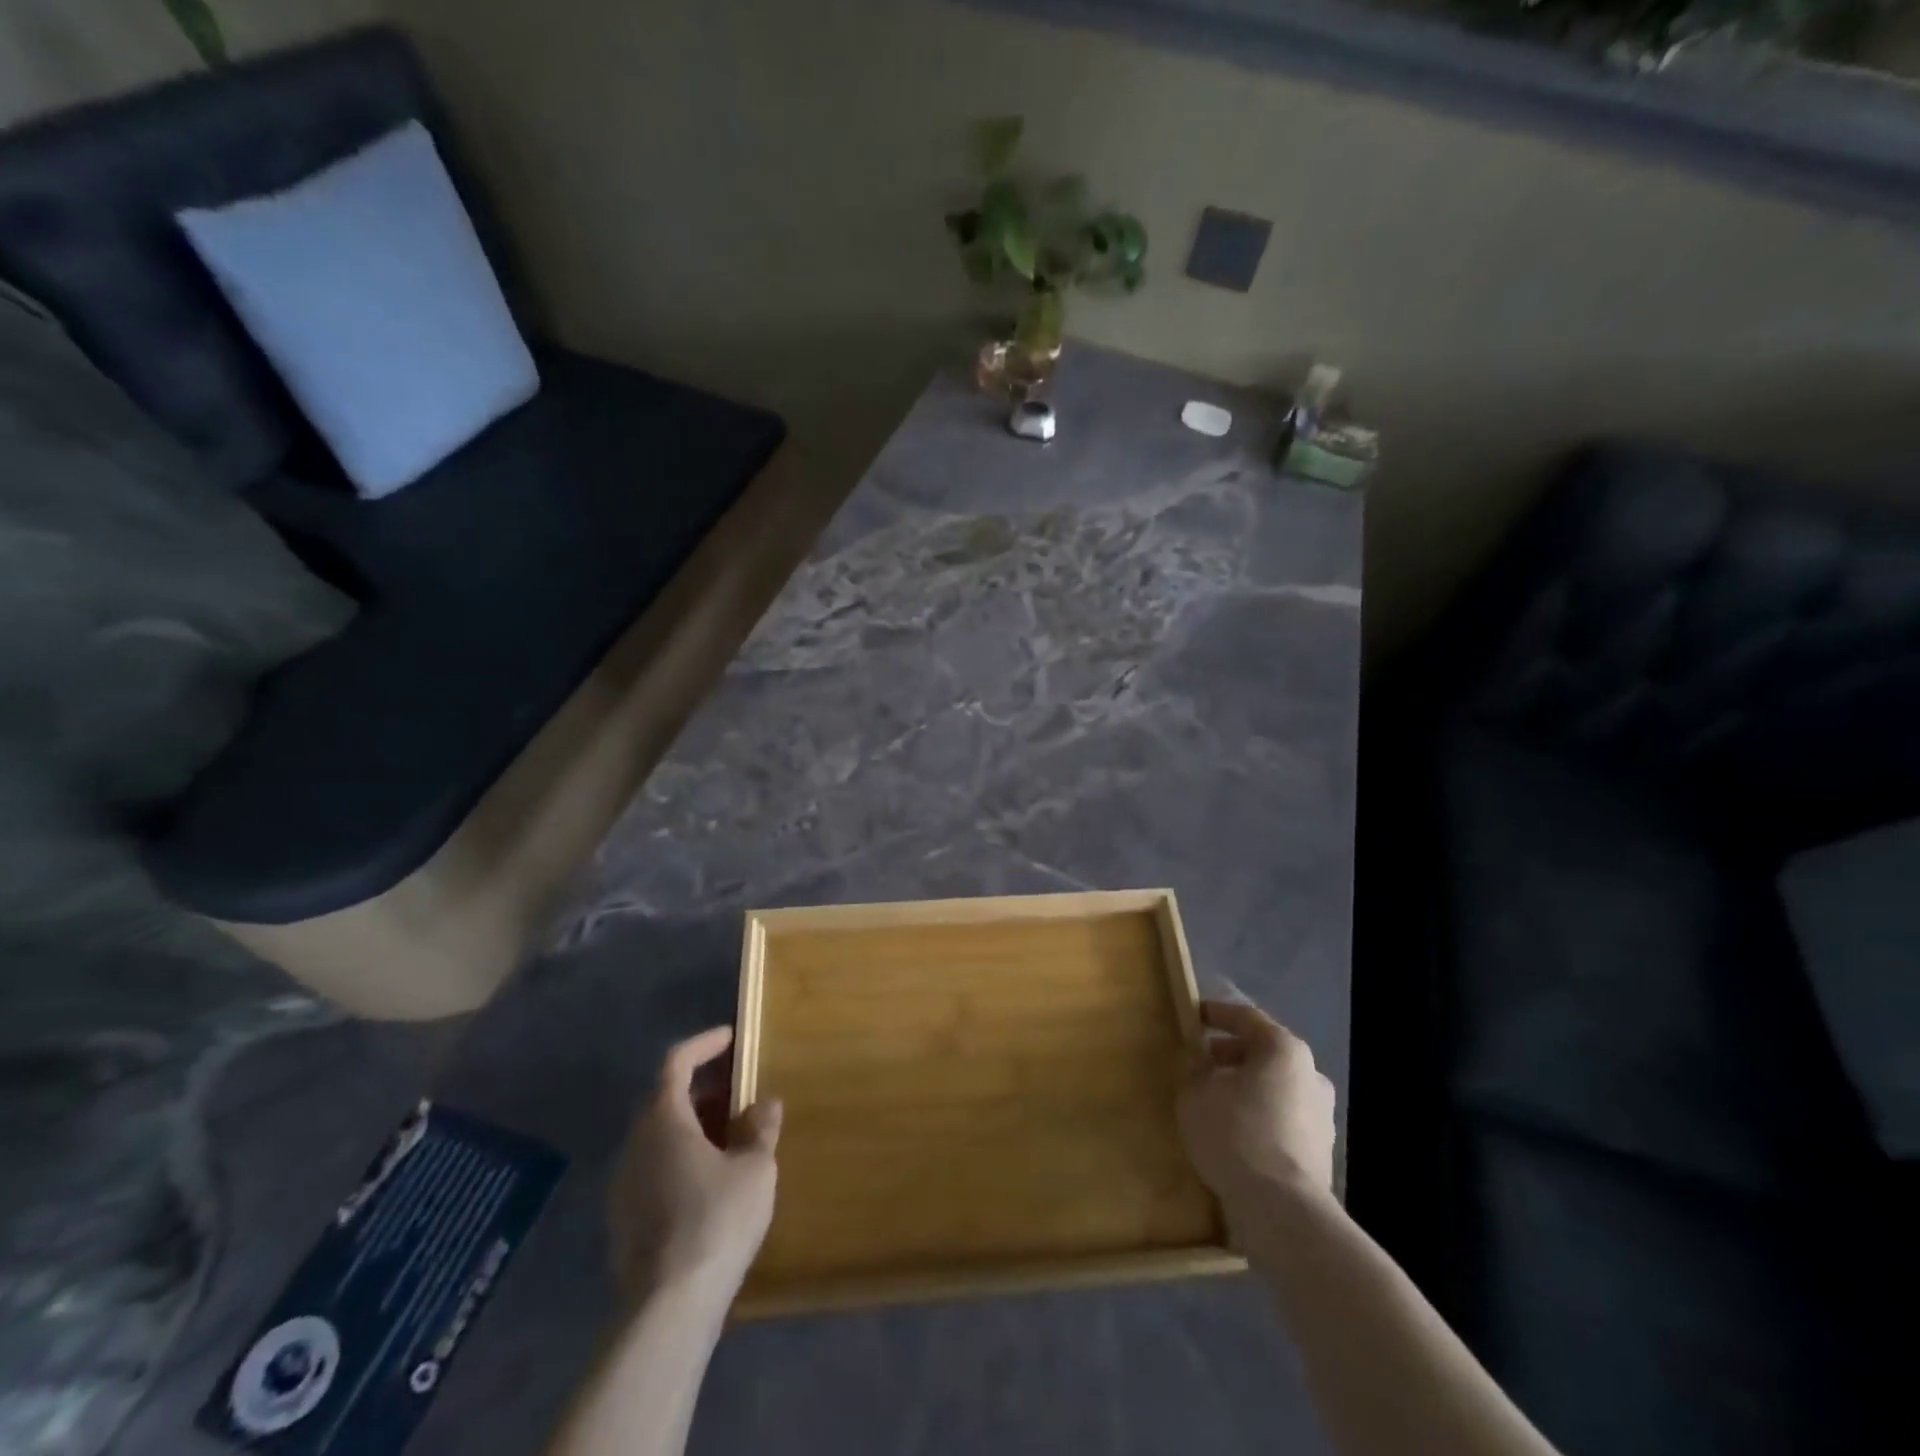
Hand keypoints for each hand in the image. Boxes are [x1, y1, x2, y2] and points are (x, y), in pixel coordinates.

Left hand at [608, 1026, 781, 1305]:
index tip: (731, 1038)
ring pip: (659, 1138)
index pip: (676, 1063)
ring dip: (693, 1125)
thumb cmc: (716, 1221)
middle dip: (702, 1088)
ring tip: (730, 1134)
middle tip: (738, 1090)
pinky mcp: (623, 1222)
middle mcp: (635, 1145)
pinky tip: (710, 1180)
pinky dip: (681, 1158)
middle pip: (665, 1099)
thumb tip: (764, 1103)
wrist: (668, 1308)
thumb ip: (760, 1129)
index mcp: (664, 1121)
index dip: (703, 1045)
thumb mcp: (755, 1168)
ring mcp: (623, 1186)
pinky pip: (654, 1170)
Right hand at [1178, 1000, 1335, 1208]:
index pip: (1246, 1017)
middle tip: (1202, 1062)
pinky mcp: (1321, 1153)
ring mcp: (1322, 1116)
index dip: (1217, 1014)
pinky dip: (1259, 1118)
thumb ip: (1196, 1068)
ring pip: (1275, 1089)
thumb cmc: (1236, 1133)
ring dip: (1247, 1089)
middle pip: (1265, 1053)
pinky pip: (1282, 1121)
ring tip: (1214, 1101)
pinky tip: (1234, 1134)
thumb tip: (1202, 1062)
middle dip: (1231, 1055)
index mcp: (1284, 1049)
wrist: (1282, 1211)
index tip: (1195, 1016)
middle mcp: (1311, 1075)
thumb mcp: (1196, 1092)